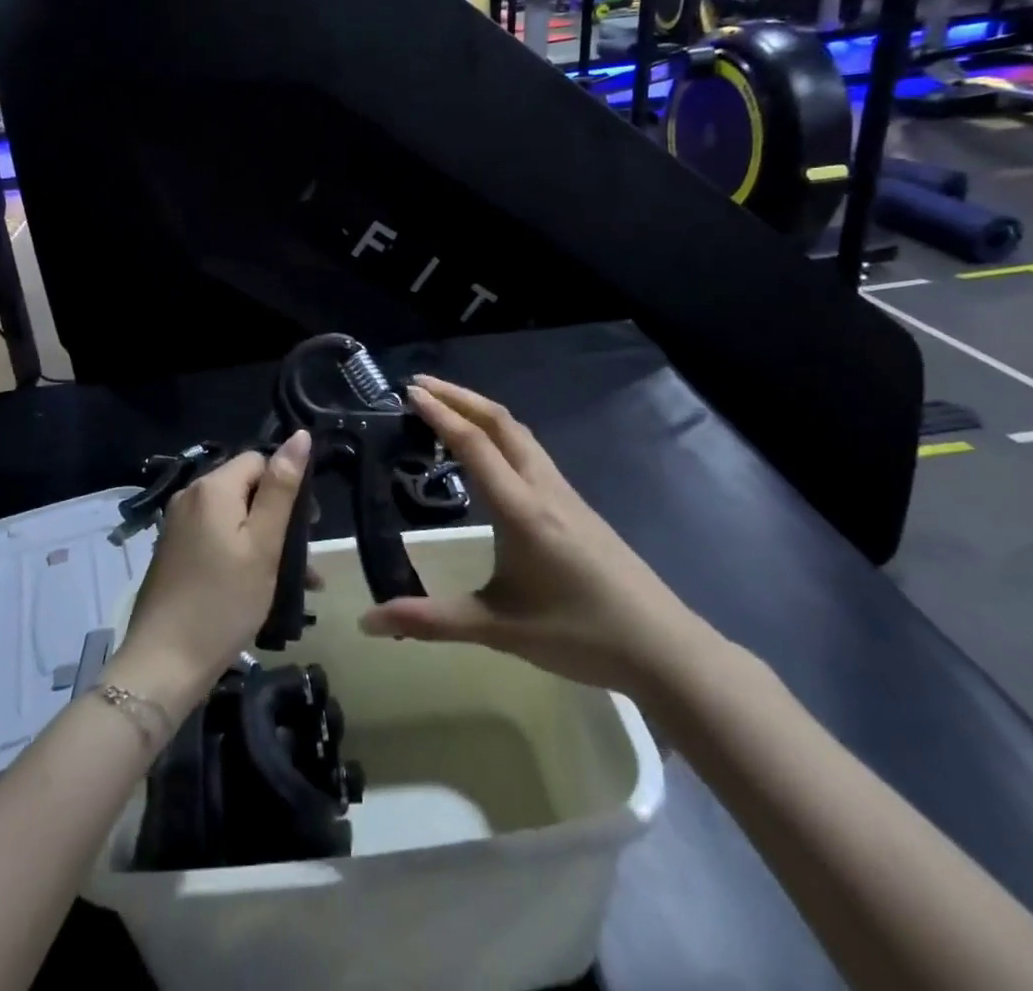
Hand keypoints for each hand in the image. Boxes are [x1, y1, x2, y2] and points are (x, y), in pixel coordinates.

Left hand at [109, 432, 310, 712]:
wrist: (164, 663)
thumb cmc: (223, 601)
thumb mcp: (263, 544)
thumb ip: (282, 488)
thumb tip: (299, 436)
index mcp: (212, 487)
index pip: (259, 460)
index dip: (287, 485)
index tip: (308, 526)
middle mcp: (190, 497)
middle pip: (245, 487)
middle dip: (277, 516)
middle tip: (303, 558)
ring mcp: (177, 525)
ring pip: (232, 517)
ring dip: (263, 540)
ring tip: (294, 581)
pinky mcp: (173, 552)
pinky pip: (215, 537)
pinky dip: (239, 552)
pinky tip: (259, 586)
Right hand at [359, 377, 712, 693]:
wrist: (663, 647)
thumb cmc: (578, 634)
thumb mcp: (497, 628)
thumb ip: (430, 621)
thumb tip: (369, 622)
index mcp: (520, 508)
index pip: (475, 444)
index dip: (441, 414)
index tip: (410, 391)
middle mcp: (543, 488)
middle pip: (501, 422)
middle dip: (460, 396)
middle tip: (421, 385)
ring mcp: (565, 494)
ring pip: (520, 434)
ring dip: (482, 411)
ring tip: (450, 408)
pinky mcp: (577, 506)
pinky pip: (532, 452)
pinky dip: (501, 434)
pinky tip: (492, 454)